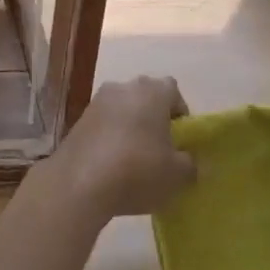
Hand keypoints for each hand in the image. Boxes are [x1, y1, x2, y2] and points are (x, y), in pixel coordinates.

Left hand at [52, 76, 196, 220]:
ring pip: (123, 110)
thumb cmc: (138, 171)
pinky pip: (104, 123)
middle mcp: (123, 87)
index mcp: (151, 91)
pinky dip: (111, 137)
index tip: (181, 140)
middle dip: (154, 119)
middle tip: (161, 150)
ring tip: (136, 161)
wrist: (80, 182)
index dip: (180, 113)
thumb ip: (191, 164)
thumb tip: (189, 160)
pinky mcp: (79, 119)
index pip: (173, 91)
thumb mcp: (177, 175)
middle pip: (146, 97)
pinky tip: (113, 165)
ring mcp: (97, 101)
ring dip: (131, 128)